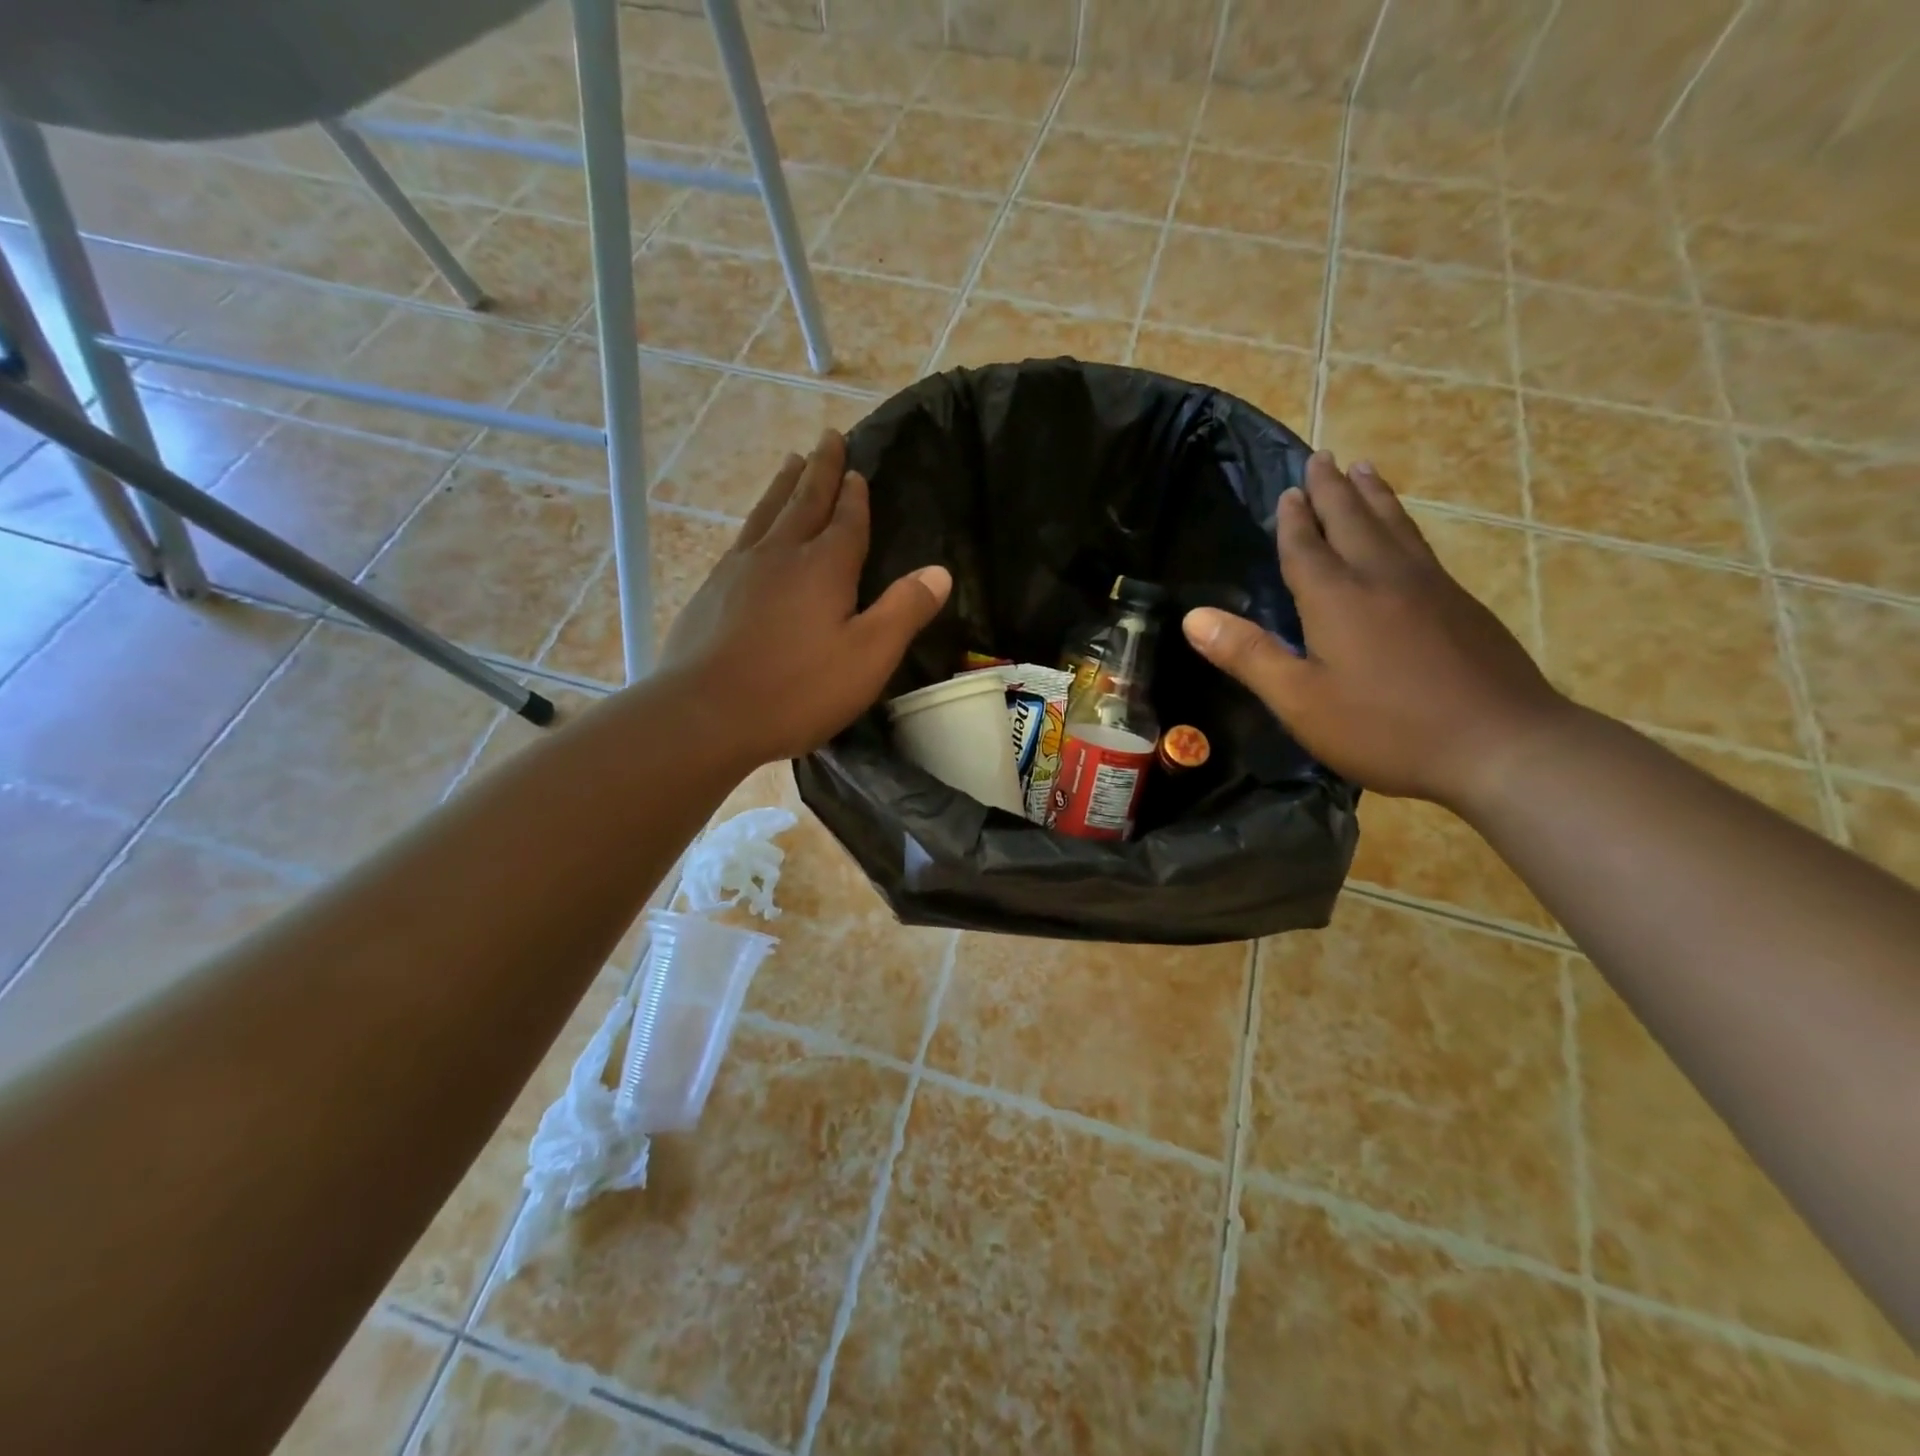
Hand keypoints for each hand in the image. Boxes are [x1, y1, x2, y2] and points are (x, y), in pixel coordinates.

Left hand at [656, 429, 951, 765]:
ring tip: (791, 461)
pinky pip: (741, 538)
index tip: (856, 469)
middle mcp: (780, 554)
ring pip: (767, 512)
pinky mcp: (710, 590)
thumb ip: (904, 610)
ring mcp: (739, 569)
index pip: (846, 520)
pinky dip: (756, 519)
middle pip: (803, 500)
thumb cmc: (797, 689)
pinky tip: (753, 528)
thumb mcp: (868, 657)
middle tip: (827, 437)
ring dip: (784, 485)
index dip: (854, 495)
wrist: (705, 713)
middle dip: (820, 470)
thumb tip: (939, 571)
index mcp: (823, 566)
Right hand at [1182, 452, 1570, 809]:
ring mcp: (1432, 589)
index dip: (1294, 519)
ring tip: (1366, 470)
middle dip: (1334, 490)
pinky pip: (1422, 547)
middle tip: (1324, 456)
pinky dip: (1404, 525)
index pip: (1308, 547)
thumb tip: (1193, 617)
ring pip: (1396, 527)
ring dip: (1374, 497)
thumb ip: (1249, 656)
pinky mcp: (1464, 606)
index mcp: (1338, 599)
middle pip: (1355, 521)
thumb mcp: (1301, 701)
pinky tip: (1406, 535)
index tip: (1289, 489)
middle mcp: (1384, 579)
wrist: (1503, 745)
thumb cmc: (1386, 728)